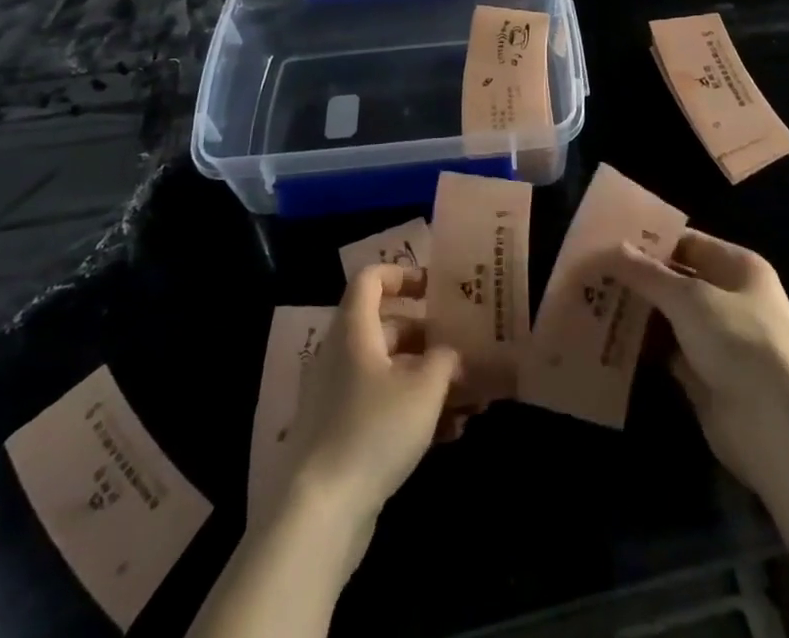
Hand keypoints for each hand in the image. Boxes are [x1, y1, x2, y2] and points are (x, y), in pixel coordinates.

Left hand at [270, 265, 465, 539]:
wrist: (319, 513)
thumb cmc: (373, 430)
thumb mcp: (424, 389)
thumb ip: (445, 360)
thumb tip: (452, 354)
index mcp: (355, 329)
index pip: (371, 278)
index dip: (402, 274)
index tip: (435, 289)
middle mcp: (342, 355)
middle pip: (387, 326)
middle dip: (429, 337)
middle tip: (464, 350)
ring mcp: (338, 396)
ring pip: (389, 371)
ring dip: (427, 380)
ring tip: (468, 399)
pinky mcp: (341, 434)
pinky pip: (382, 406)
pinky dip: (412, 411)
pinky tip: (449, 434)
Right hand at [614, 230, 788, 494]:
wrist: (777, 427)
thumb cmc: (739, 342)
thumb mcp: (689, 298)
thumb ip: (647, 274)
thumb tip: (609, 249)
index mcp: (738, 267)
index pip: (687, 241)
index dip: (649, 240)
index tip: (607, 238)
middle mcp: (730, 298)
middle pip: (676, 279)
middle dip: (637, 278)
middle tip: (591, 270)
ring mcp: (719, 339)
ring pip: (669, 317)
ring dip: (637, 312)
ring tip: (590, 300)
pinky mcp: (705, 376)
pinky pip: (668, 352)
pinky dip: (643, 347)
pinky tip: (607, 339)